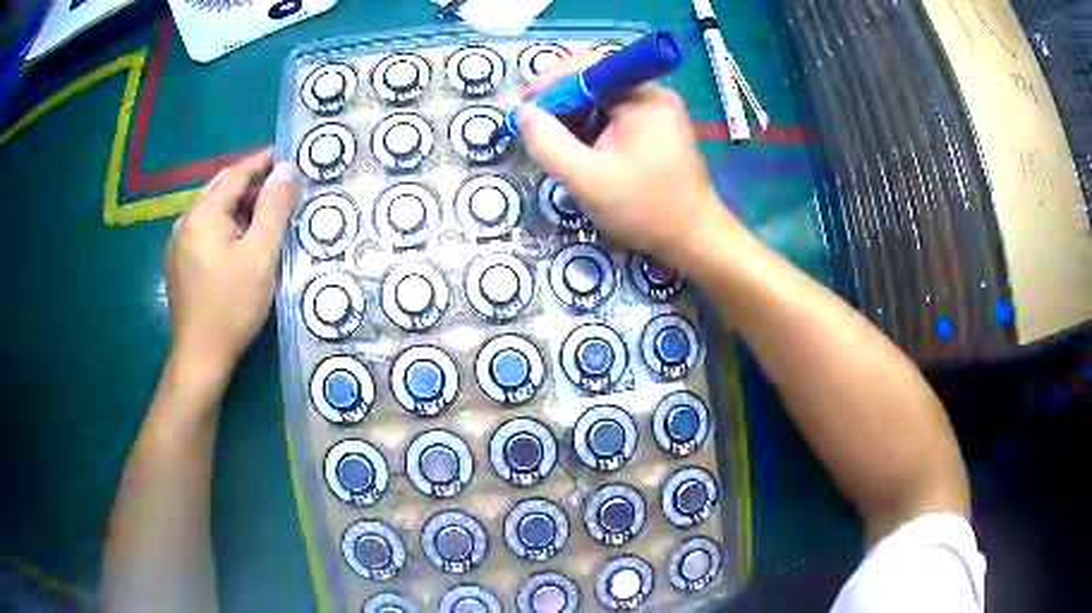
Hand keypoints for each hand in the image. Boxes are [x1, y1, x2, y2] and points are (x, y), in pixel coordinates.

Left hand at [165, 148, 297, 375]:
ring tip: (266, 212)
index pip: (236, 173)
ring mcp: (178, 243)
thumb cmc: (231, 307)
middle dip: (251, 181)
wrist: (199, 358)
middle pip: (221, 188)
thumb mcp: (259, 256)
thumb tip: (287, 168)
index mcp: (203, 214)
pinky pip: (205, 229)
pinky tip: (240, 240)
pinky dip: (226, 223)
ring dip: (238, 204)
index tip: (289, 154)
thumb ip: (274, 208)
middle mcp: (185, 221)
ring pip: (212, 209)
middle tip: (282, 186)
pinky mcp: (179, 262)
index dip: (263, 161)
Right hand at [517, 63, 739, 264]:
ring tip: (552, 142)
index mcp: (643, 96)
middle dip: (560, 101)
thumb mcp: (586, 177)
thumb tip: (522, 111)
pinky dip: (590, 129)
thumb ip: (548, 141)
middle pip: (595, 81)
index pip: (589, 66)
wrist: (694, 240)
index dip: (551, 80)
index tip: (524, 104)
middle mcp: (651, 95)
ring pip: (602, 101)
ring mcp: (656, 112)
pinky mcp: (656, 131)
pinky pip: (614, 118)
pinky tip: (578, 150)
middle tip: (533, 125)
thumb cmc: (645, 208)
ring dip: (573, 117)